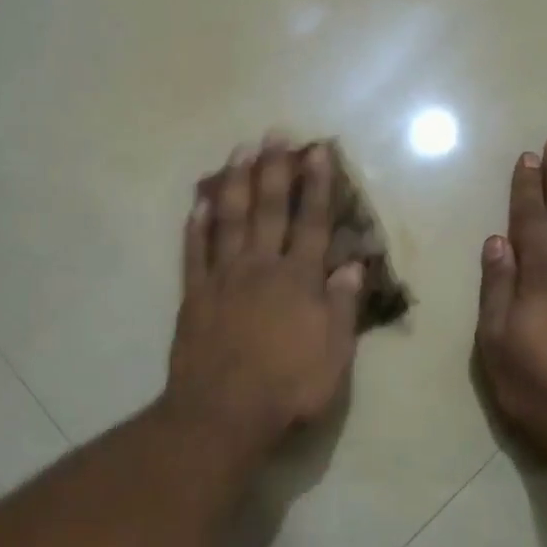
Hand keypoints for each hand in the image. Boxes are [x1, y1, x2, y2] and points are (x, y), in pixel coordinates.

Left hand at [166, 136, 364, 451]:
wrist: (224, 412)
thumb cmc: (288, 388)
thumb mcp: (334, 355)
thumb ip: (342, 307)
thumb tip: (352, 266)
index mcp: (299, 280)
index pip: (312, 223)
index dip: (317, 185)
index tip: (317, 151)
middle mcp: (261, 268)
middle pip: (268, 210)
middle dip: (273, 169)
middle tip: (273, 133)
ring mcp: (223, 278)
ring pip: (229, 220)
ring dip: (235, 183)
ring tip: (239, 151)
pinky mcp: (194, 295)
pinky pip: (194, 252)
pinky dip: (196, 226)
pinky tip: (198, 203)